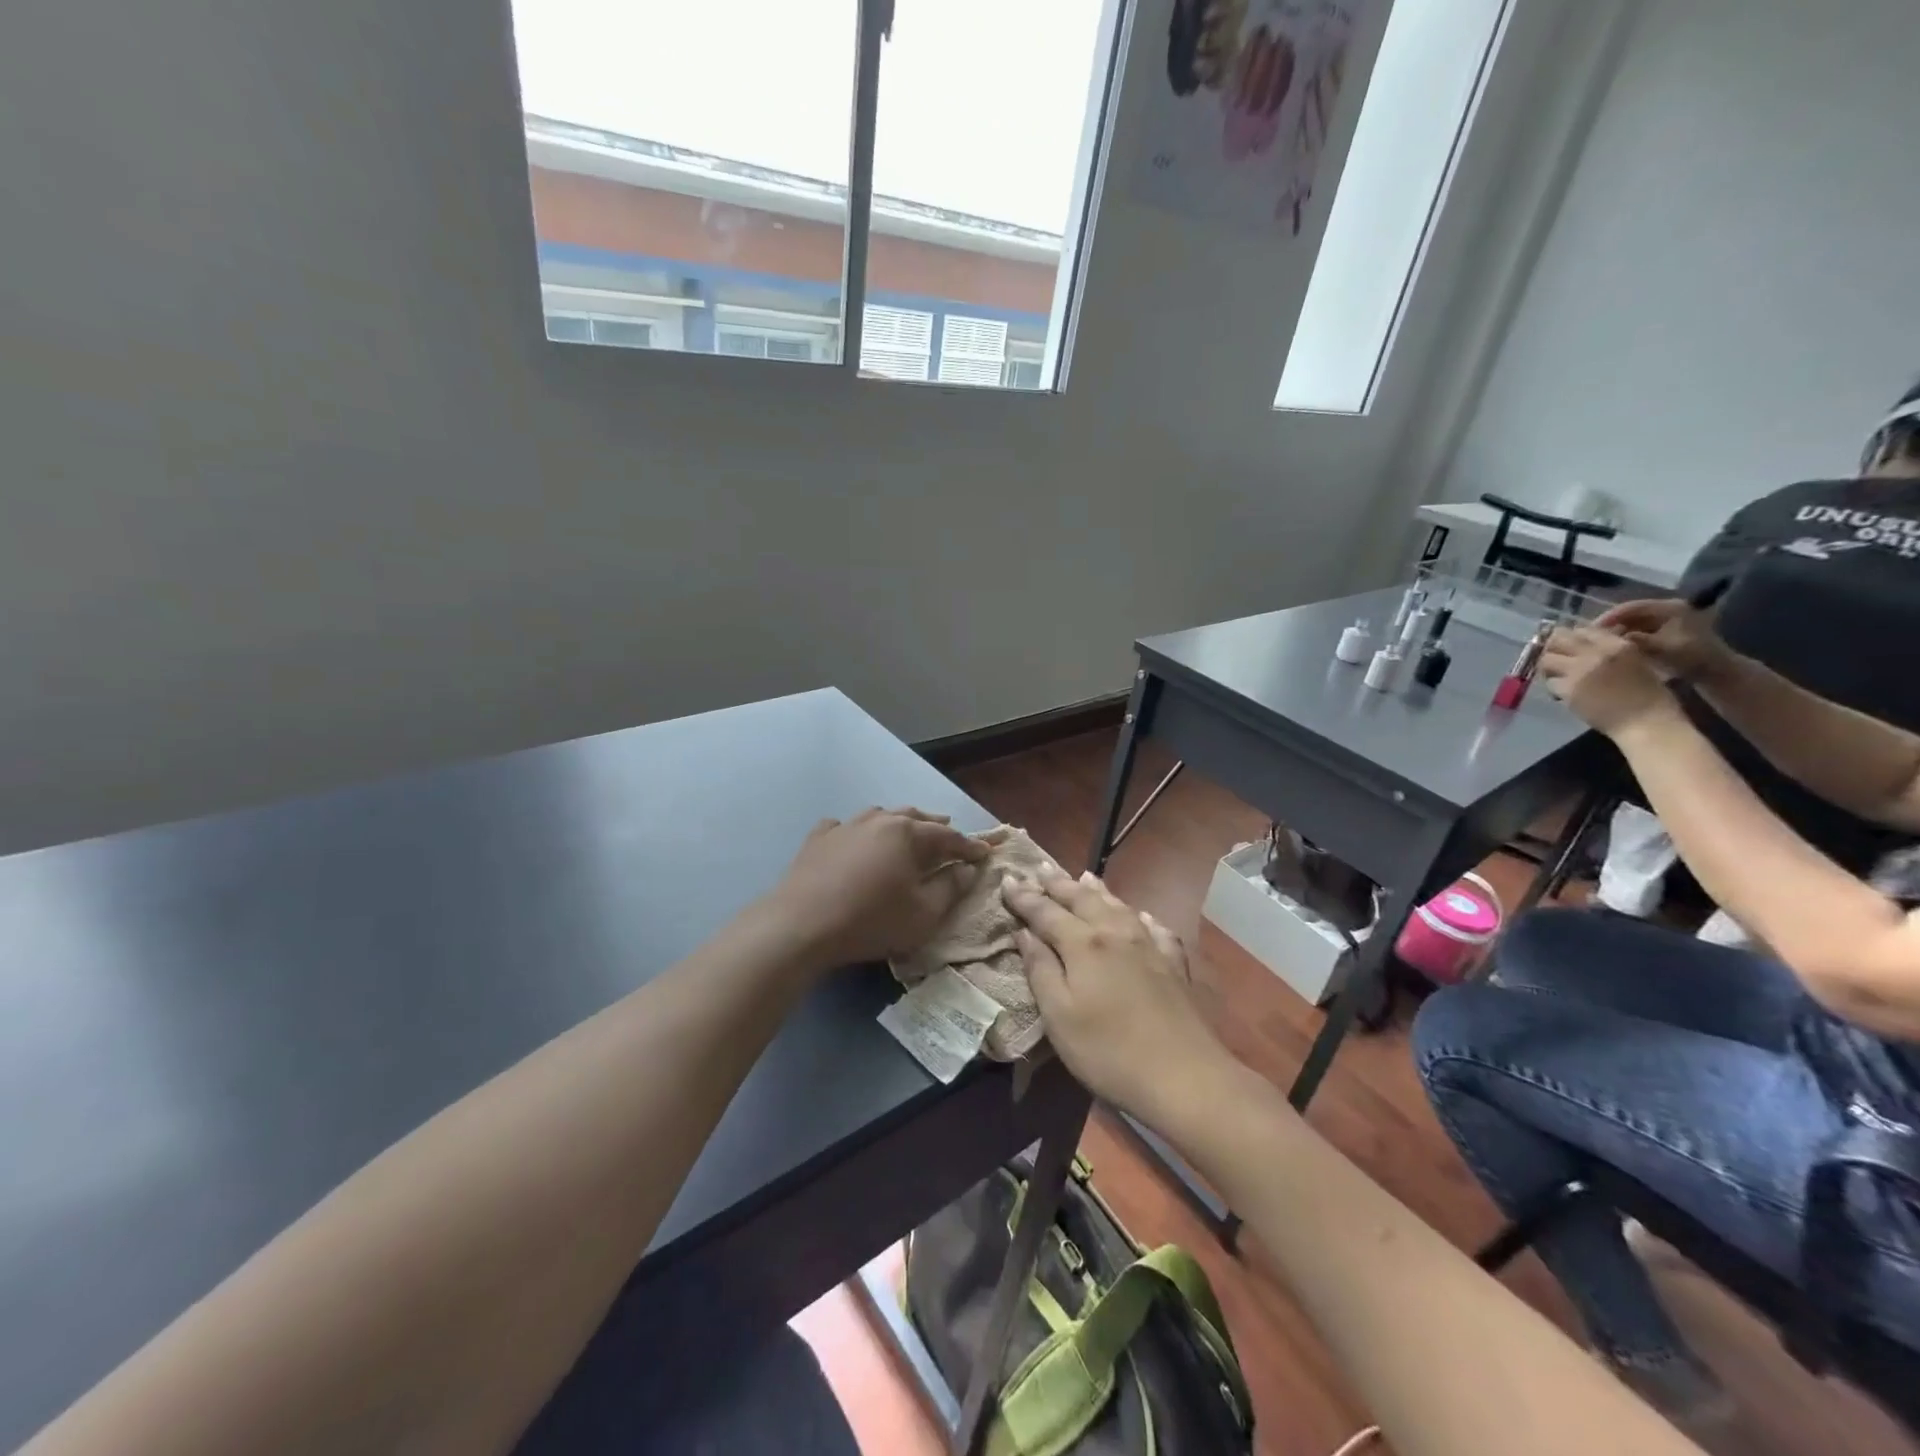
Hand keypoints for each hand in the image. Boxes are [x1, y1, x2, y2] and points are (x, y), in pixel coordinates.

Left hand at [768, 808, 987, 971]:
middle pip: (914, 818)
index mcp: (908, 834)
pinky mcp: (818, 839)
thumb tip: (966, 869)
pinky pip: (843, 827)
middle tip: (950, 833)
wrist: (801, 924)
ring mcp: (845, 826)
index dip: (969, 846)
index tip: (985, 854)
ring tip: (907, 829)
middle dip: (935, 826)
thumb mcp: (923, 913)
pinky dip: (856, 831)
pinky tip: (853, 838)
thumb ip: (950, 888)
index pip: (948, 837)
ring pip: (879, 816)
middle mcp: (878, 820)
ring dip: (898, 823)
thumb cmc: (871, 920)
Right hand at [1003, 865, 1229, 1127]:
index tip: (1007, 879)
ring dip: (1096, 890)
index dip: (1024, 897)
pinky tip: (1141, 916)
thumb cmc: (1108, 1051)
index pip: (1045, 912)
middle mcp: (1115, 933)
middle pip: (1082, 899)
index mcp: (1083, 944)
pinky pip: (1154, 927)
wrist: (1184, 1075)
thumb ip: (1040, 969)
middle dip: (1058, 883)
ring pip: (1118, 906)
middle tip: (1040, 867)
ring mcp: (1149, 945)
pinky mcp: (1173, 964)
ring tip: (1084, 876)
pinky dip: (1140, 916)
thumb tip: (1024, 932)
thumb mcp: (1059, 1016)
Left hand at [1538, 626, 1680, 736]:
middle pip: (1558, 640)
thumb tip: (1583, 646)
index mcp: (1616, 644)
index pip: (1582, 630)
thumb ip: (1608, 650)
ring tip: (1557, 676)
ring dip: (1549, 667)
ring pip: (1546, 660)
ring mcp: (1579, 671)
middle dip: (1553, 648)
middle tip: (1556, 659)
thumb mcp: (1634, 662)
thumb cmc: (1649, 695)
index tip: (1568, 647)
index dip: (1571, 638)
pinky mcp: (1568, 690)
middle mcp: (1595, 653)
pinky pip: (1549, 682)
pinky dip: (1553, 686)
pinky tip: (1563, 693)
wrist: (1647, 722)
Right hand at [1594, 598, 1734, 681]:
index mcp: (1672, 608)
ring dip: (1616, 630)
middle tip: (1590, 637)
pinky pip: (1638, 628)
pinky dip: (1624, 635)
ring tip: (1599, 643)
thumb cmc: (1692, 658)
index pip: (1632, 607)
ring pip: (1632, 620)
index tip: (1589, 630)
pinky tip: (1613, 646)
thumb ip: (1637, 641)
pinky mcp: (1664, 628)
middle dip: (1610, 624)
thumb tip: (1609, 638)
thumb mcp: (1663, 650)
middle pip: (1631, 612)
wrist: (1715, 671)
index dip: (1609, 617)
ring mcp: (1667, 618)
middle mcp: (1669, 608)